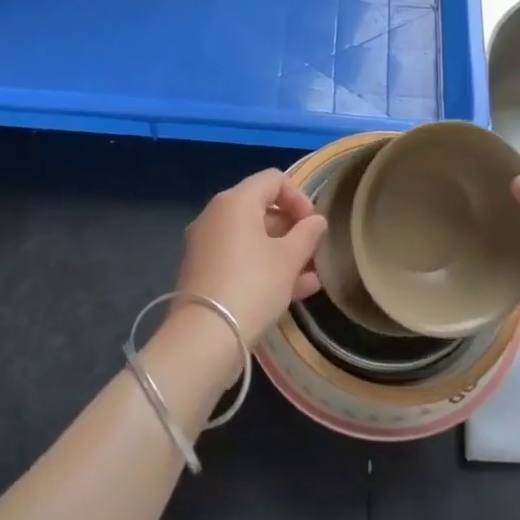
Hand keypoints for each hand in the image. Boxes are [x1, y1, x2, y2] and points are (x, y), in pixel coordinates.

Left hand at [176, 170, 326, 343]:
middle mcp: (215, 216)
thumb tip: (316, 221)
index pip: (273, 180)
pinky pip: (239, 260)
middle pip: (261, 209)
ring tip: (310, 276)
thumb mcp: (289, 260)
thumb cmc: (253, 287)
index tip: (314, 225)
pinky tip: (293, 291)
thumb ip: (307, 235)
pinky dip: (263, 268)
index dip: (299, 197)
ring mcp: (205, 246)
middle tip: (313, 251)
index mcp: (235, 202)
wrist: (203, 339)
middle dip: (292, 228)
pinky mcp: (202, 274)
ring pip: (252, 239)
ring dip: (282, 252)